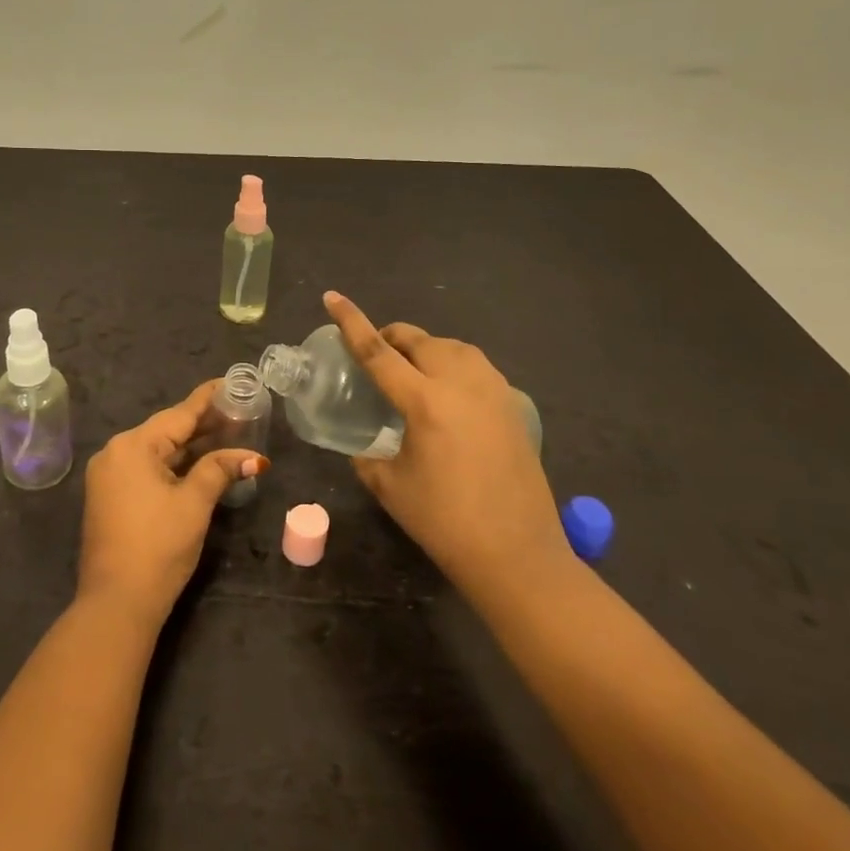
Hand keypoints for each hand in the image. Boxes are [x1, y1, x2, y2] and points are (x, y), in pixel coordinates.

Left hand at [77, 380, 265, 630]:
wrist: (116, 604)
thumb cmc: (158, 546)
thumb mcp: (194, 503)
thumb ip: (220, 470)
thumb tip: (252, 457)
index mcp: (132, 446)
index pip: (178, 414)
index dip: (207, 399)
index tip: (229, 382)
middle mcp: (115, 453)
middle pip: (167, 431)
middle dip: (203, 424)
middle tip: (239, 412)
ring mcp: (110, 477)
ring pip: (158, 451)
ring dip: (191, 447)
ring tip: (228, 433)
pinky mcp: (112, 498)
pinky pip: (148, 469)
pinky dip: (174, 465)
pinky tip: (200, 462)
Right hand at [324, 291, 571, 602]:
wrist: (517, 554)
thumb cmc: (445, 522)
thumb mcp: (390, 487)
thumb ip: (367, 457)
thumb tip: (361, 446)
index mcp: (425, 401)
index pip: (377, 351)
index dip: (351, 321)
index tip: (333, 296)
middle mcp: (461, 383)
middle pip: (418, 340)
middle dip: (391, 337)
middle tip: (375, 354)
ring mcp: (492, 390)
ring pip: (451, 347)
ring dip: (425, 349)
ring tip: (412, 370)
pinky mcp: (512, 404)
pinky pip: (476, 366)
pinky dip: (454, 366)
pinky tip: (449, 393)